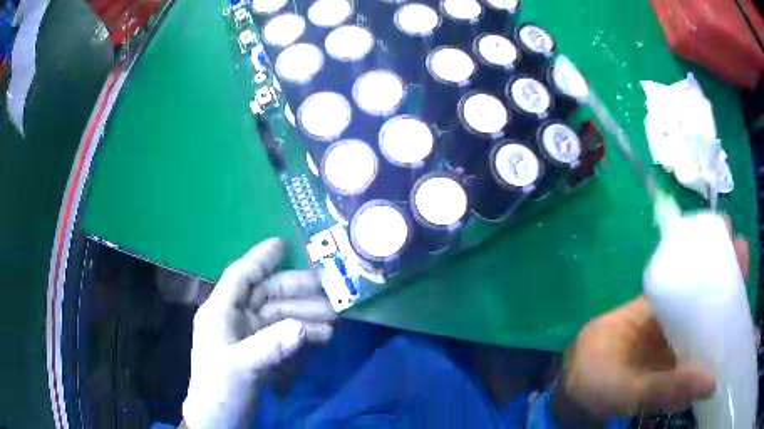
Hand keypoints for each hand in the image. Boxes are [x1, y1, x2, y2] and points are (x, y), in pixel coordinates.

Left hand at [182, 238, 335, 428]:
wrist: (220, 421)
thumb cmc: (219, 389)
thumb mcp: (240, 367)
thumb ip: (270, 346)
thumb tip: (303, 329)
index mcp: (220, 312)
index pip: (240, 276)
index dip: (260, 258)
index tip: (285, 244)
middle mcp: (234, 318)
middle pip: (268, 295)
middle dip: (299, 293)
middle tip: (332, 294)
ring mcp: (248, 336)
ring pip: (280, 317)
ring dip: (307, 317)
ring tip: (335, 322)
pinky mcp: (261, 353)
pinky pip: (284, 335)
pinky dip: (303, 334)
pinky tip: (322, 337)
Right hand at [555, 232, 748, 421]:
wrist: (577, 371)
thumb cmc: (605, 392)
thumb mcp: (634, 396)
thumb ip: (667, 392)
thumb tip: (712, 382)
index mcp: (692, 365)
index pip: (724, 334)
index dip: (739, 306)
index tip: (747, 280)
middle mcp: (690, 340)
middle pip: (718, 305)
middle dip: (732, 275)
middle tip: (739, 245)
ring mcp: (675, 320)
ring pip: (701, 289)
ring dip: (714, 261)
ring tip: (722, 231)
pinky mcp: (659, 304)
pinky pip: (678, 280)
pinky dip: (687, 259)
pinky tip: (692, 240)